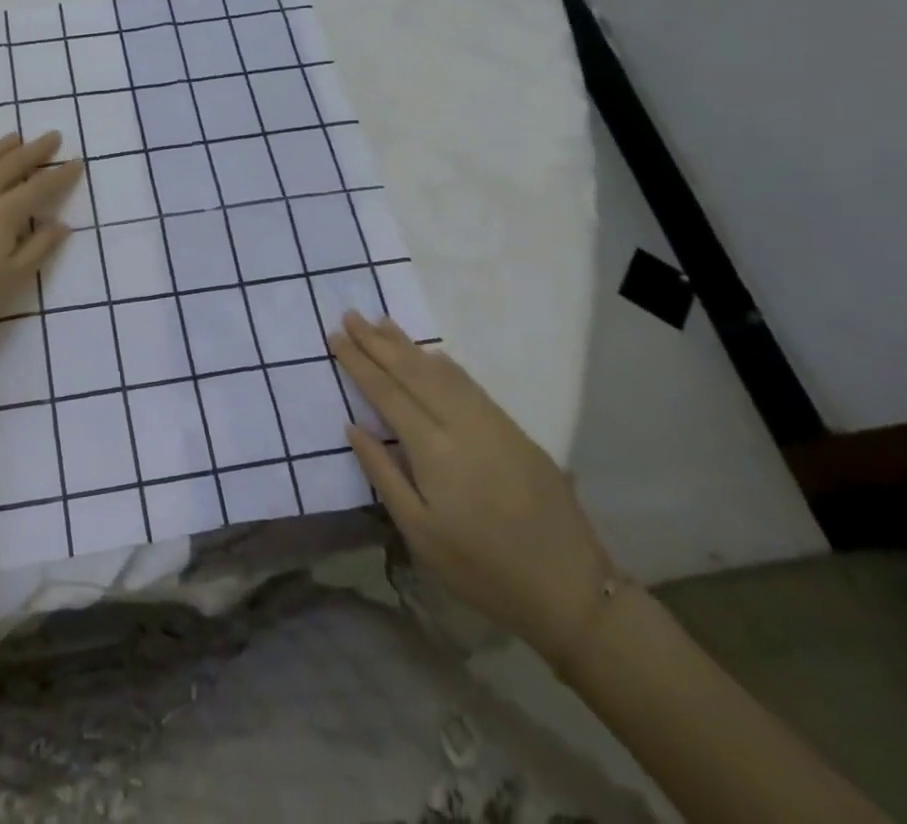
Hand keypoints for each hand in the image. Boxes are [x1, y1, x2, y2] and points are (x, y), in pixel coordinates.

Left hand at [0, 131, 81, 323]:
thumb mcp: (12, 278)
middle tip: (52, 136)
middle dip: (35, 150)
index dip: (61, 175)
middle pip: (11, 164)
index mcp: (4, 213)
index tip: (77, 162)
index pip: (40, 187)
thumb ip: (39, 248)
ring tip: (14, 137)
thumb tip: (61, 224)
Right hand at [331, 313, 614, 669]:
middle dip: (378, 342)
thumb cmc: (482, 569)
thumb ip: (383, 474)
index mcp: (434, 450)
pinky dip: (444, 364)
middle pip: (412, 372)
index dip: (359, 363)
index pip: (387, 393)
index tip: (335, 337)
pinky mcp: (514, 431)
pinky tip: (432, 354)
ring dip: (409, 345)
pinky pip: (470, 384)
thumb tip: (354, 426)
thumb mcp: (420, 533)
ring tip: (381, 322)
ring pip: (442, 372)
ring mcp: (492, 423)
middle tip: (350, 315)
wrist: (571, 591)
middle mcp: (462, 425)